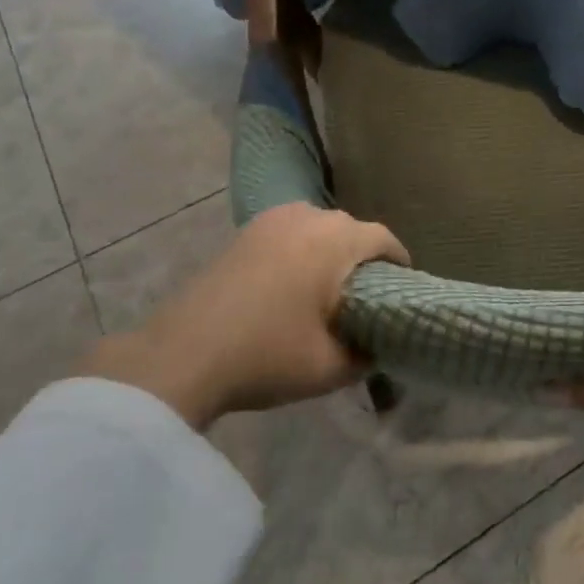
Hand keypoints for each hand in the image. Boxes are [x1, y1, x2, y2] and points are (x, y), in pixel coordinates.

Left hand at [81, 203, 408, 428]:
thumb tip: (378, 349)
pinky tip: (292, 286)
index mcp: (336, 239)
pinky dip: (301, 253)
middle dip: (364, 259)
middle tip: (368, 297)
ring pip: (319, 229)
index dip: (400, 264)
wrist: (180, 355)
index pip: (385, 240)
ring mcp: (272, 220)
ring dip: (331, 254)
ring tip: (329, 291)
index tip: (403, 290)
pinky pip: (290, 234)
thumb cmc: (266, 354)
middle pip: (352, 231)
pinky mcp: (245, 232)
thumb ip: (367, 356)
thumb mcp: (330, 368)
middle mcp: (309, 215)